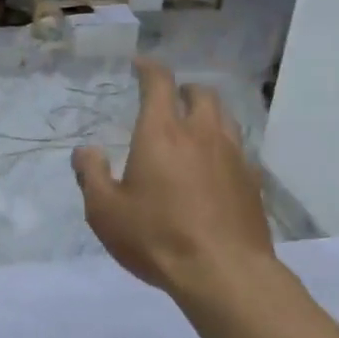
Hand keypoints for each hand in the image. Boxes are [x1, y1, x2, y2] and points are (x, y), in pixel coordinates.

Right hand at [73, 59, 273, 298]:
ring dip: (208, 113)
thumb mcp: (105, 211)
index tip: (140, 65)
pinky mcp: (252, 181)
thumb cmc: (156, 237)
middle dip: (184, 89)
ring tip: (195, 128)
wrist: (224, 272)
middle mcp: (201, 133)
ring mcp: (233, 155)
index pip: (159, 83)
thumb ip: (91, 175)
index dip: (149, 68)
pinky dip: (225, 147)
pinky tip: (217, 167)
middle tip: (171, 100)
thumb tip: (85, 150)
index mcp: (162, 133)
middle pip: (201, 93)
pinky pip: (239, 150)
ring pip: (225, 117)